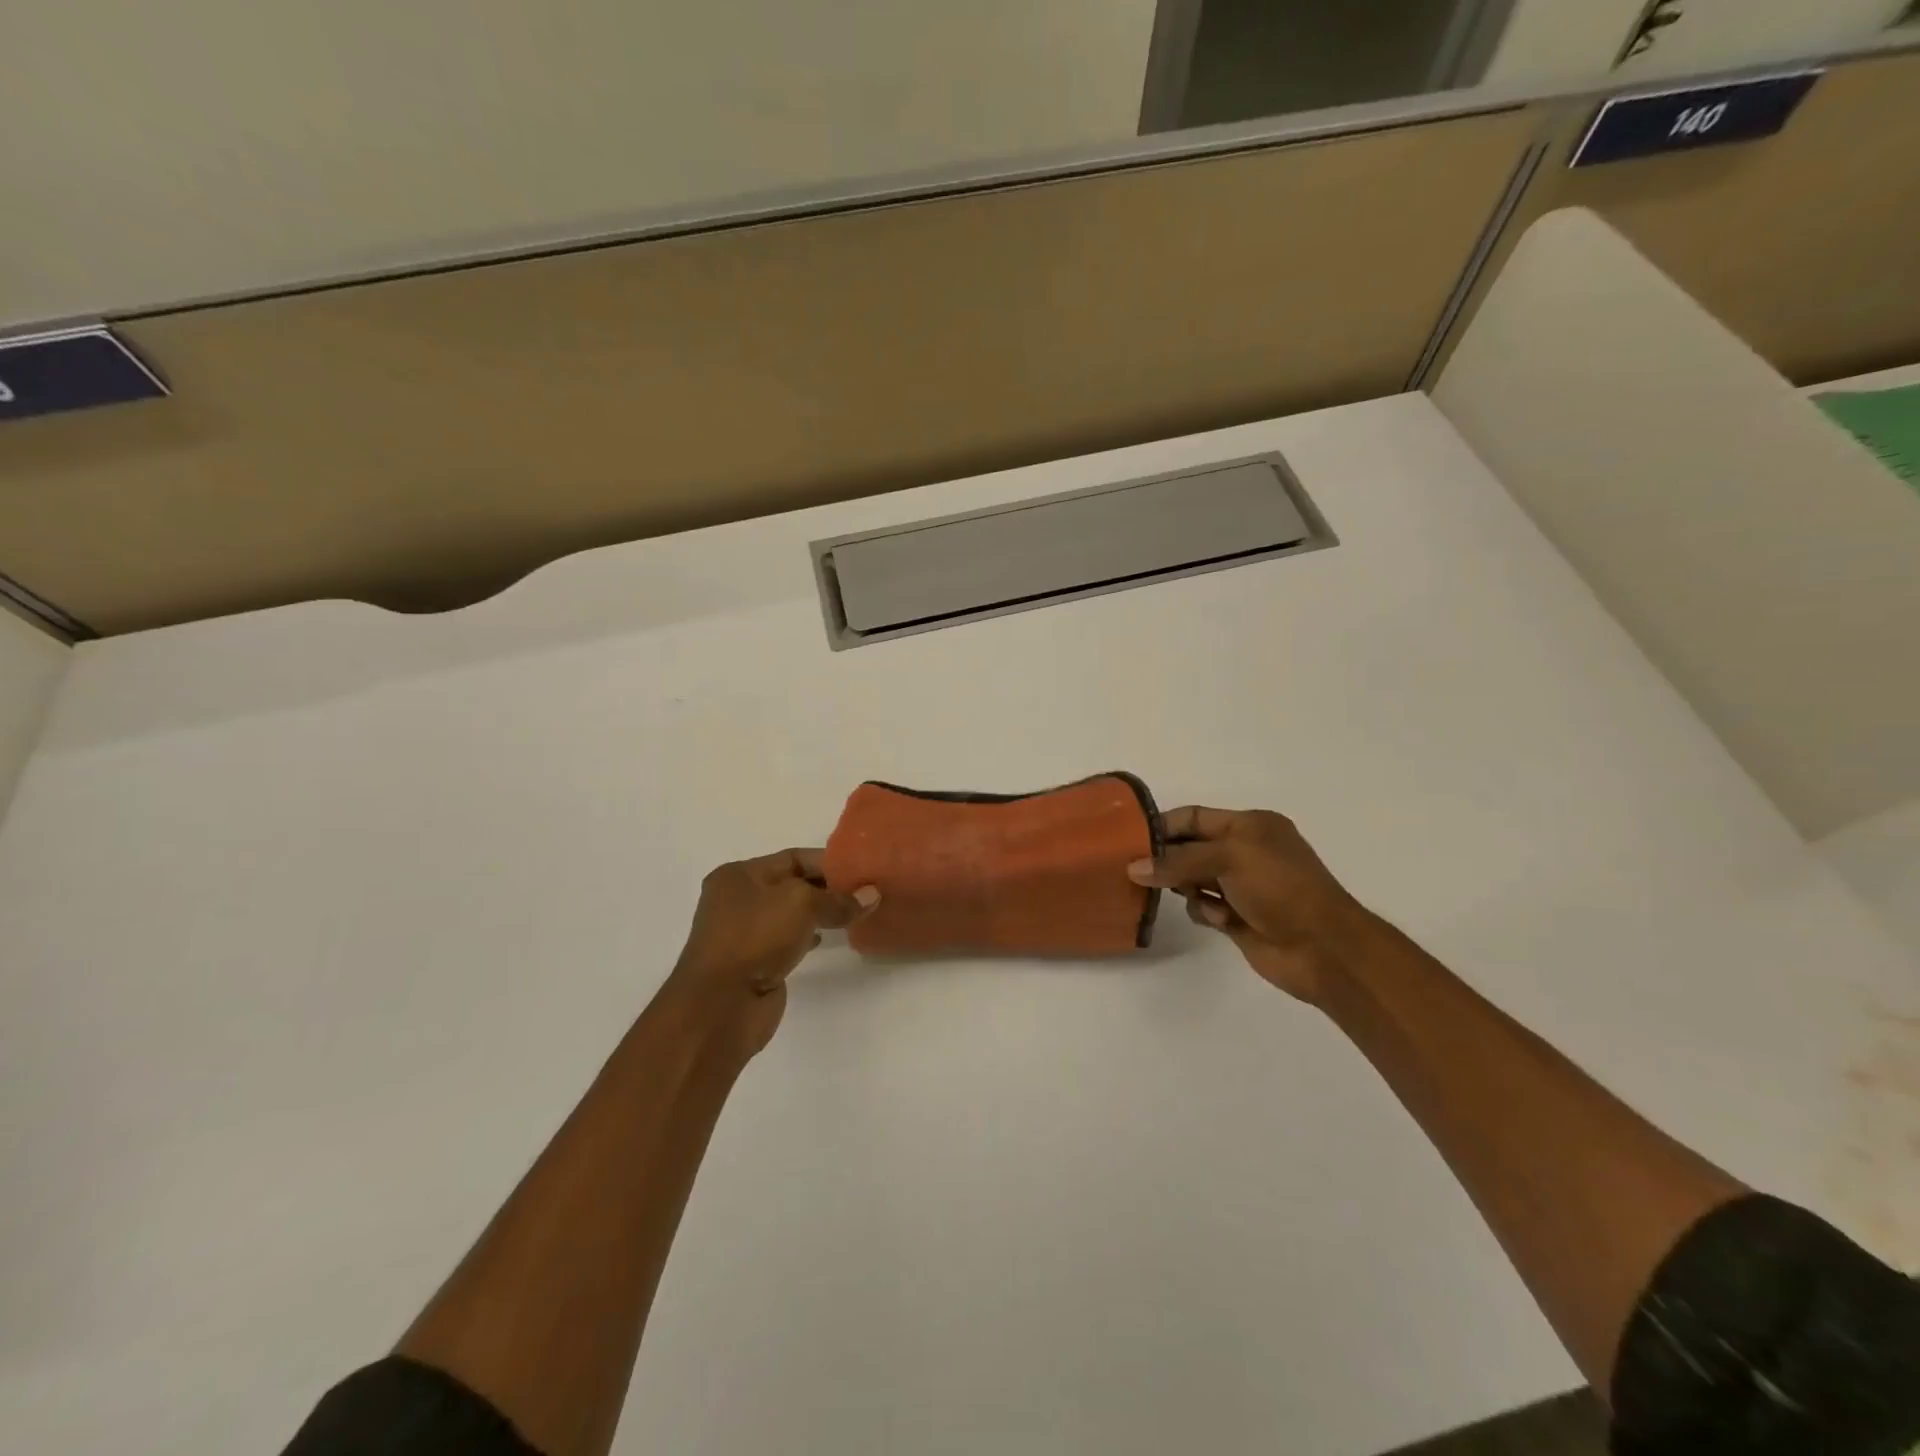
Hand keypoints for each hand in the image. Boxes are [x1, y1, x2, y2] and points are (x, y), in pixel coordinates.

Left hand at [664, 849, 877, 1058]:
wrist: (721, 1005)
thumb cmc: (756, 937)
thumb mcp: (802, 904)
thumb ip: (838, 899)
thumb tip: (873, 895)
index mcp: (738, 875)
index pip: (792, 858)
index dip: (828, 862)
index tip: (862, 870)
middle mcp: (737, 900)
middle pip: (792, 885)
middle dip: (827, 887)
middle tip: (865, 891)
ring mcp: (744, 933)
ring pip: (791, 914)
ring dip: (820, 913)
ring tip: (855, 913)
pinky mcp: (754, 962)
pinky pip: (787, 940)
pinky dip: (809, 936)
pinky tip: (830, 938)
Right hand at [1128, 806, 1378, 1003]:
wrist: (1324, 948)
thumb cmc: (1280, 888)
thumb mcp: (1229, 858)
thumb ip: (1178, 860)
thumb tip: (1133, 867)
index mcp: (1250, 826)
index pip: (1194, 817)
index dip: (1163, 826)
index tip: (1130, 841)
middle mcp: (1244, 851)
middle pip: (1190, 848)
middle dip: (1168, 859)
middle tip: (1140, 872)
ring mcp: (1242, 886)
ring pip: (1192, 879)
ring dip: (1187, 888)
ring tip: (1192, 896)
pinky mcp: (1238, 917)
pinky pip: (1204, 907)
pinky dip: (1205, 912)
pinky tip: (1220, 921)